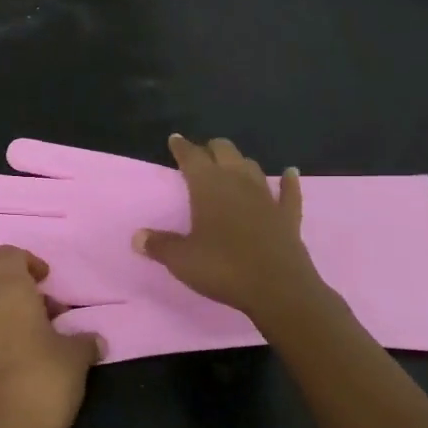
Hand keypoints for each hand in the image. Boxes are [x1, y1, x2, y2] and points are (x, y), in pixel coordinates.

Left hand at [0, 246, 101, 427]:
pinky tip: (28, 373)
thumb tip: (92, 340)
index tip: (48, 281)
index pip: (6, 255)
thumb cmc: (45, 380)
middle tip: (59, 322)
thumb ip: (84, 340)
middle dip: (30, 300)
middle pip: (3, 289)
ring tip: (47, 350)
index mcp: (7, 294)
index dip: (28, 261)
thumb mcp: (77, 356)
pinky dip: (5, 347)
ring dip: (17, 324)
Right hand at [135, 135, 327, 323]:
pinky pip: (289, 192)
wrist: (277, 288)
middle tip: (201, 153)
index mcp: (209, 187)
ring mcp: (266, 198)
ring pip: (252, 167)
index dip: (182, 147)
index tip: (175, 139)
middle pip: (225, 151)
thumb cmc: (223, 268)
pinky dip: (288, 181)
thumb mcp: (182, 260)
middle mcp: (238, 183)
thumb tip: (137, 237)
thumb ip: (159, 245)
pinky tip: (290, 173)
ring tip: (231, 165)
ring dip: (240, 162)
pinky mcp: (287, 216)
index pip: (192, 157)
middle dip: (211, 148)